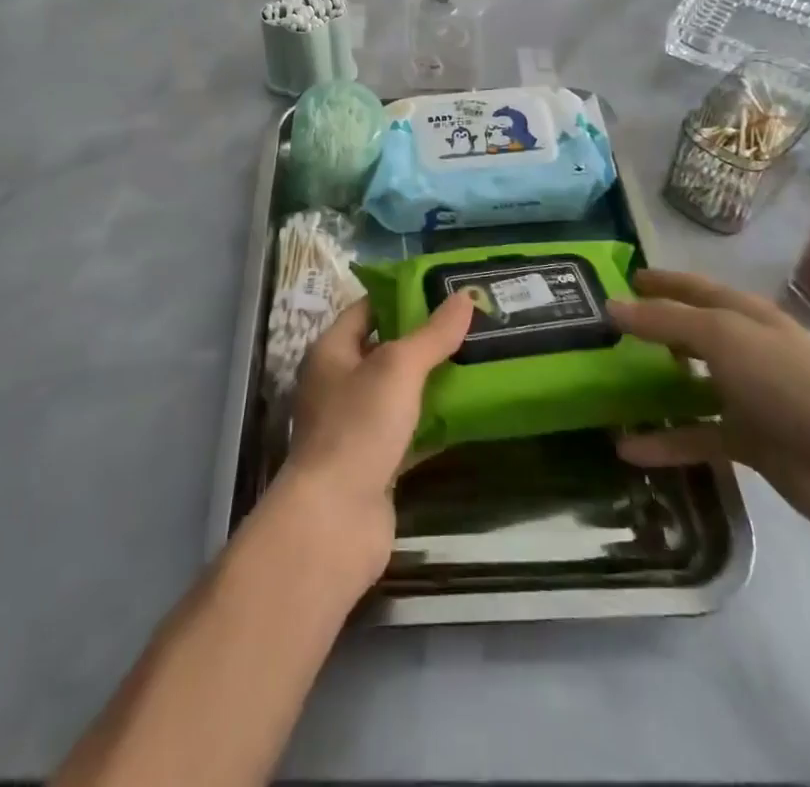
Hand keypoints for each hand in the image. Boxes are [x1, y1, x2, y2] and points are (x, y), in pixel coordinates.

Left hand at [281, 294, 474, 578]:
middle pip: (385, 350)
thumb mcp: (399, 368)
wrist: (335, 520)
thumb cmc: (358, 426)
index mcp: (331, 352)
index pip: (367, 309)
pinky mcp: (374, 463)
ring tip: (478, 361)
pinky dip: (434, 423)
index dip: (402, 296)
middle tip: (471, 325)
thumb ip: (433, 334)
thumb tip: (465, 296)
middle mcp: (338, 384)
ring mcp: (355, 426)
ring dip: (432, 382)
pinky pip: (409, 432)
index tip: (444, 290)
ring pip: (399, 393)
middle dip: (424, 340)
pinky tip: (469, 414)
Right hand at [610, 269, 809, 534]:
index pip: (696, 288)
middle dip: (655, 331)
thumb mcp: (721, 336)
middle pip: (693, 334)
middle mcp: (748, 350)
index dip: (662, 282)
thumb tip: (611, 305)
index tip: (625, 278)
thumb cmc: (787, 381)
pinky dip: (666, 442)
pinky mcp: (751, 442)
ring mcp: (750, 397)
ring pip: (692, 387)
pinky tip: (627, 449)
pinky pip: (698, 437)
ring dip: (656, 387)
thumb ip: (665, 320)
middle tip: (609, 333)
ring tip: (610, 387)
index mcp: (747, 315)